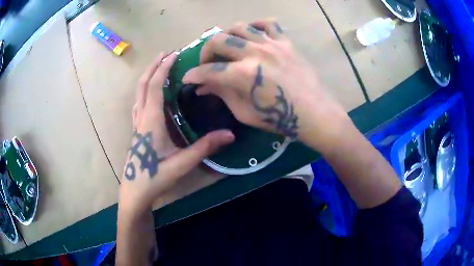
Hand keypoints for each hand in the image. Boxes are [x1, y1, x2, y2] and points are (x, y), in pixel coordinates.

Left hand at [118, 52, 234, 216]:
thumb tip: (230, 134)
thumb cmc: (155, 177)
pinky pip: (139, 103)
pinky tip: (152, 95)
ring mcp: (137, 123)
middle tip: (165, 54)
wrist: (135, 191)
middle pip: (143, 84)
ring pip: (139, 93)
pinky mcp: (137, 130)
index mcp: (151, 119)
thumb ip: (205, 147)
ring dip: (148, 77)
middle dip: (153, 66)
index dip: (164, 68)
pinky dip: (145, 91)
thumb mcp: (182, 163)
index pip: (155, 86)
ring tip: (159, 68)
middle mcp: (142, 117)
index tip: (174, 54)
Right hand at [183, 19, 351, 152]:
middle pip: (218, 40)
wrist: (313, 113)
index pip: (208, 70)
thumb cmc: (279, 119)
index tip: (188, 78)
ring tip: (227, 47)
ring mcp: (271, 44)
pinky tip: (253, 34)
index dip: (193, 75)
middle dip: (205, 51)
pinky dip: (257, 26)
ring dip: (227, 36)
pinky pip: (269, 24)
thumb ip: (223, 94)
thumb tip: (204, 86)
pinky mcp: (286, 42)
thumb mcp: (245, 113)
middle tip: (207, 62)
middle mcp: (254, 53)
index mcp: (242, 74)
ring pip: (239, 27)